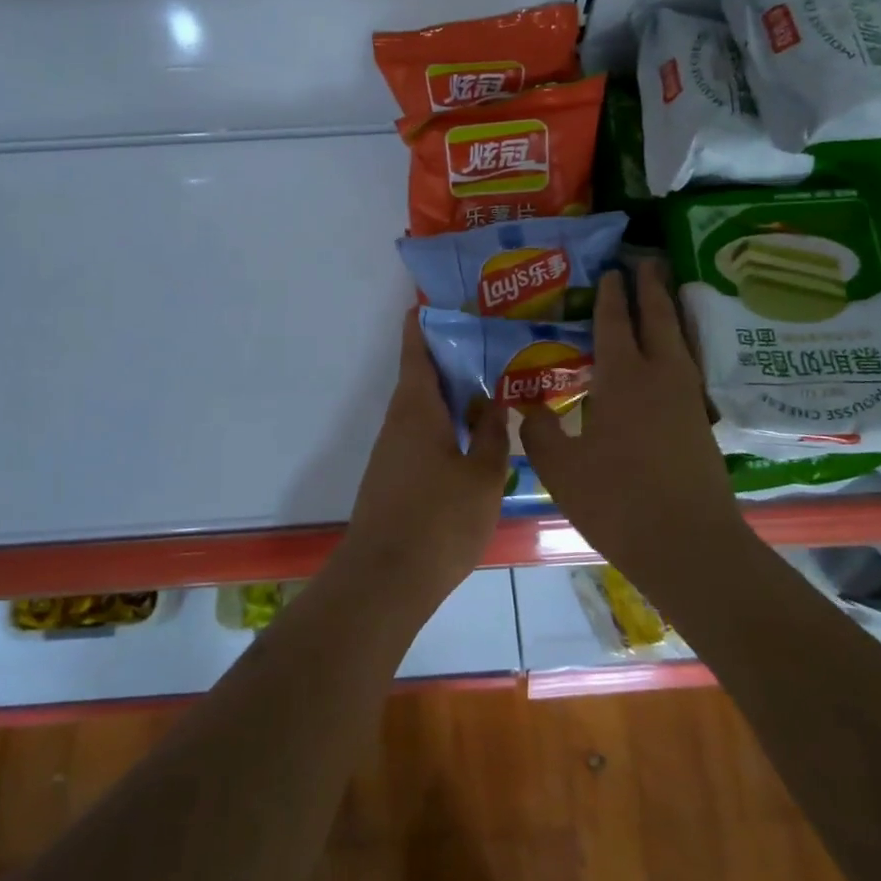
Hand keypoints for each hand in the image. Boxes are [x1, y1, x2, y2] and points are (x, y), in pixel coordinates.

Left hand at [337, 311, 510, 600]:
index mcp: (417, 408)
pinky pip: (422, 435)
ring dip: (452, 395)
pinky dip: (446, 425)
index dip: (424, 322)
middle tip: (492, 344)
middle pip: (422, 377)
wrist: (386, 579)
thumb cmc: (439, 520)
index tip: (440, 300)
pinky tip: (474, 437)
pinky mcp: (394, 477)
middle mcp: (399, 421)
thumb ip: (491, 436)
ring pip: (424, 409)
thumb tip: (493, 403)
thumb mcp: (483, 476)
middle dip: (452, 358)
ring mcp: (393, 451)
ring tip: (493, 387)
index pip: (416, 350)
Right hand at [520, 261, 738, 564]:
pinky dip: (678, 348)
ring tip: (663, 296)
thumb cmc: (617, 499)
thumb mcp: (561, 467)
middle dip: (651, 288)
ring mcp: (687, 400)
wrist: (688, 544)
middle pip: (659, 319)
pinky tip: (671, 360)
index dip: (610, 295)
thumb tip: (529, 407)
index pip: (614, 323)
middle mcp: (661, 377)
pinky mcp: (701, 423)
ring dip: (670, 313)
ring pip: (680, 341)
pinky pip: (687, 368)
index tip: (610, 270)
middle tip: (646, 261)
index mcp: (623, 378)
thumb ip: (540, 431)